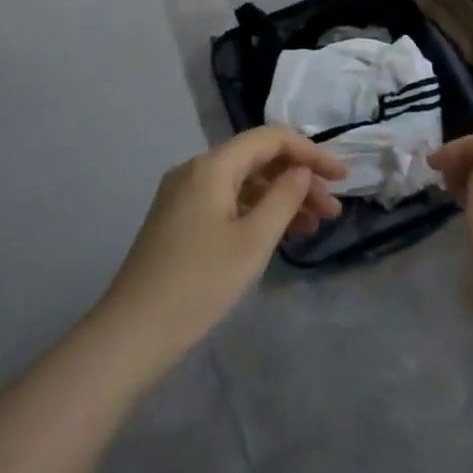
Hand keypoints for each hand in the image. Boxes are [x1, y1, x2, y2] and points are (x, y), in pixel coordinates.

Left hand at [96, 127, 346, 367]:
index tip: (341, 177)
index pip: (271, 138)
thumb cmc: (199, 284)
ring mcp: (184, 195)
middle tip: (331, 209)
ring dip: (280, 197)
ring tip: (314, 225)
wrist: (132, 334)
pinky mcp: (179, 220)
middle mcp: (196, 169)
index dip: (310, 152)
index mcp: (212, 165)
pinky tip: (278, 234)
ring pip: (243, 182)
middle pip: (257, 159)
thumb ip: (284, 198)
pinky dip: (256, 211)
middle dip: (298, 178)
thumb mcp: (253, 241)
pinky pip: (227, 201)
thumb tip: (300, 170)